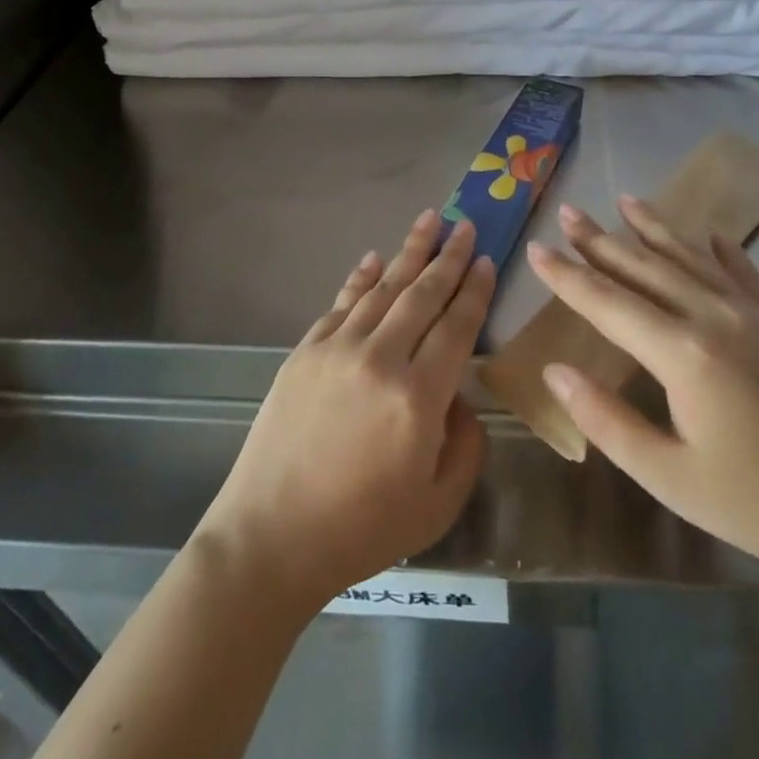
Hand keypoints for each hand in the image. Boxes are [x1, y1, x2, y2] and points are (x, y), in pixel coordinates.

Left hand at [193, 211, 492, 616]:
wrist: (272, 538)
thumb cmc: (363, 529)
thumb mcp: (439, 501)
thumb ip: (465, 442)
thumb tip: (459, 396)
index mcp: (419, 396)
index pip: (457, 326)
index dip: (475, 290)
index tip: (487, 260)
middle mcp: (380, 358)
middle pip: (422, 294)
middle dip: (449, 256)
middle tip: (466, 224)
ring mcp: (337, 350)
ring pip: (382, 288)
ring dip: (408, 252)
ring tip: (428, 221)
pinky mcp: (305, 352)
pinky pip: (341, 303)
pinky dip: (361, 278)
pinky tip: (375, 259)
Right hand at [527, 198, 758, 579]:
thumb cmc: (757, 501)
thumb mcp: (668, 475)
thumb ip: (606, 420)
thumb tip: (555, 371)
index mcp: (683, 353)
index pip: (608, 302)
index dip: (567, 275)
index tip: (536, 248)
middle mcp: (714, 316)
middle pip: (645, 267)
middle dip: (600, 239)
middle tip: (567, 211)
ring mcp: (754, 313)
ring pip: (691, 257)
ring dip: (654, 227)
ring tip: (626, 199)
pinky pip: (743, 271)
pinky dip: (719, 248)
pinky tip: (708, 233)